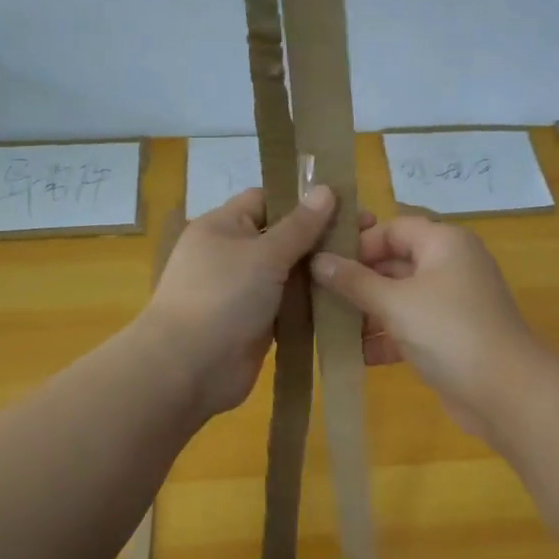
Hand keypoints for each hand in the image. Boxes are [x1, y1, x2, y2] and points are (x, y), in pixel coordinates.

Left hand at [144, 185, 359, 417]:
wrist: (188, 369)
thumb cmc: (223, 298)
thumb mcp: (264, 254)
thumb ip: (300, 225)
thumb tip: (326, 189)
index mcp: (224, 226)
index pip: (267, 199)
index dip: (303, 200)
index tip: (347, 204)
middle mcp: (233, 254)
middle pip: (284, 237)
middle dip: (322, 237)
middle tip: (370, 238)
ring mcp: (245, 291)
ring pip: (291, 274)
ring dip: (322, 273)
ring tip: (368, 268)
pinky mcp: (258, 323)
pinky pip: (290, 305)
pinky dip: (313, 303)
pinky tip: (348, 300)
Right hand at [312, 217, 546, 438]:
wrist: (505, 392)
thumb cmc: (448, 331)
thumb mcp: (394, 302)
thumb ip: (354, 281)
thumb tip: (318, 260)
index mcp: (444, 243)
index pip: (394, 228)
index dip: (359, 242)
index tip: (323, 262)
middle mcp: (450, 266)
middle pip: (395, 263)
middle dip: (357, 281)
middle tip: (316, 296)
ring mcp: (452, 303)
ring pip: (400, 298)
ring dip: (367, 313)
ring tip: (327, 327)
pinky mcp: (450, 337)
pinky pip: (410, 327)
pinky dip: (385, 338)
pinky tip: (354, 356)